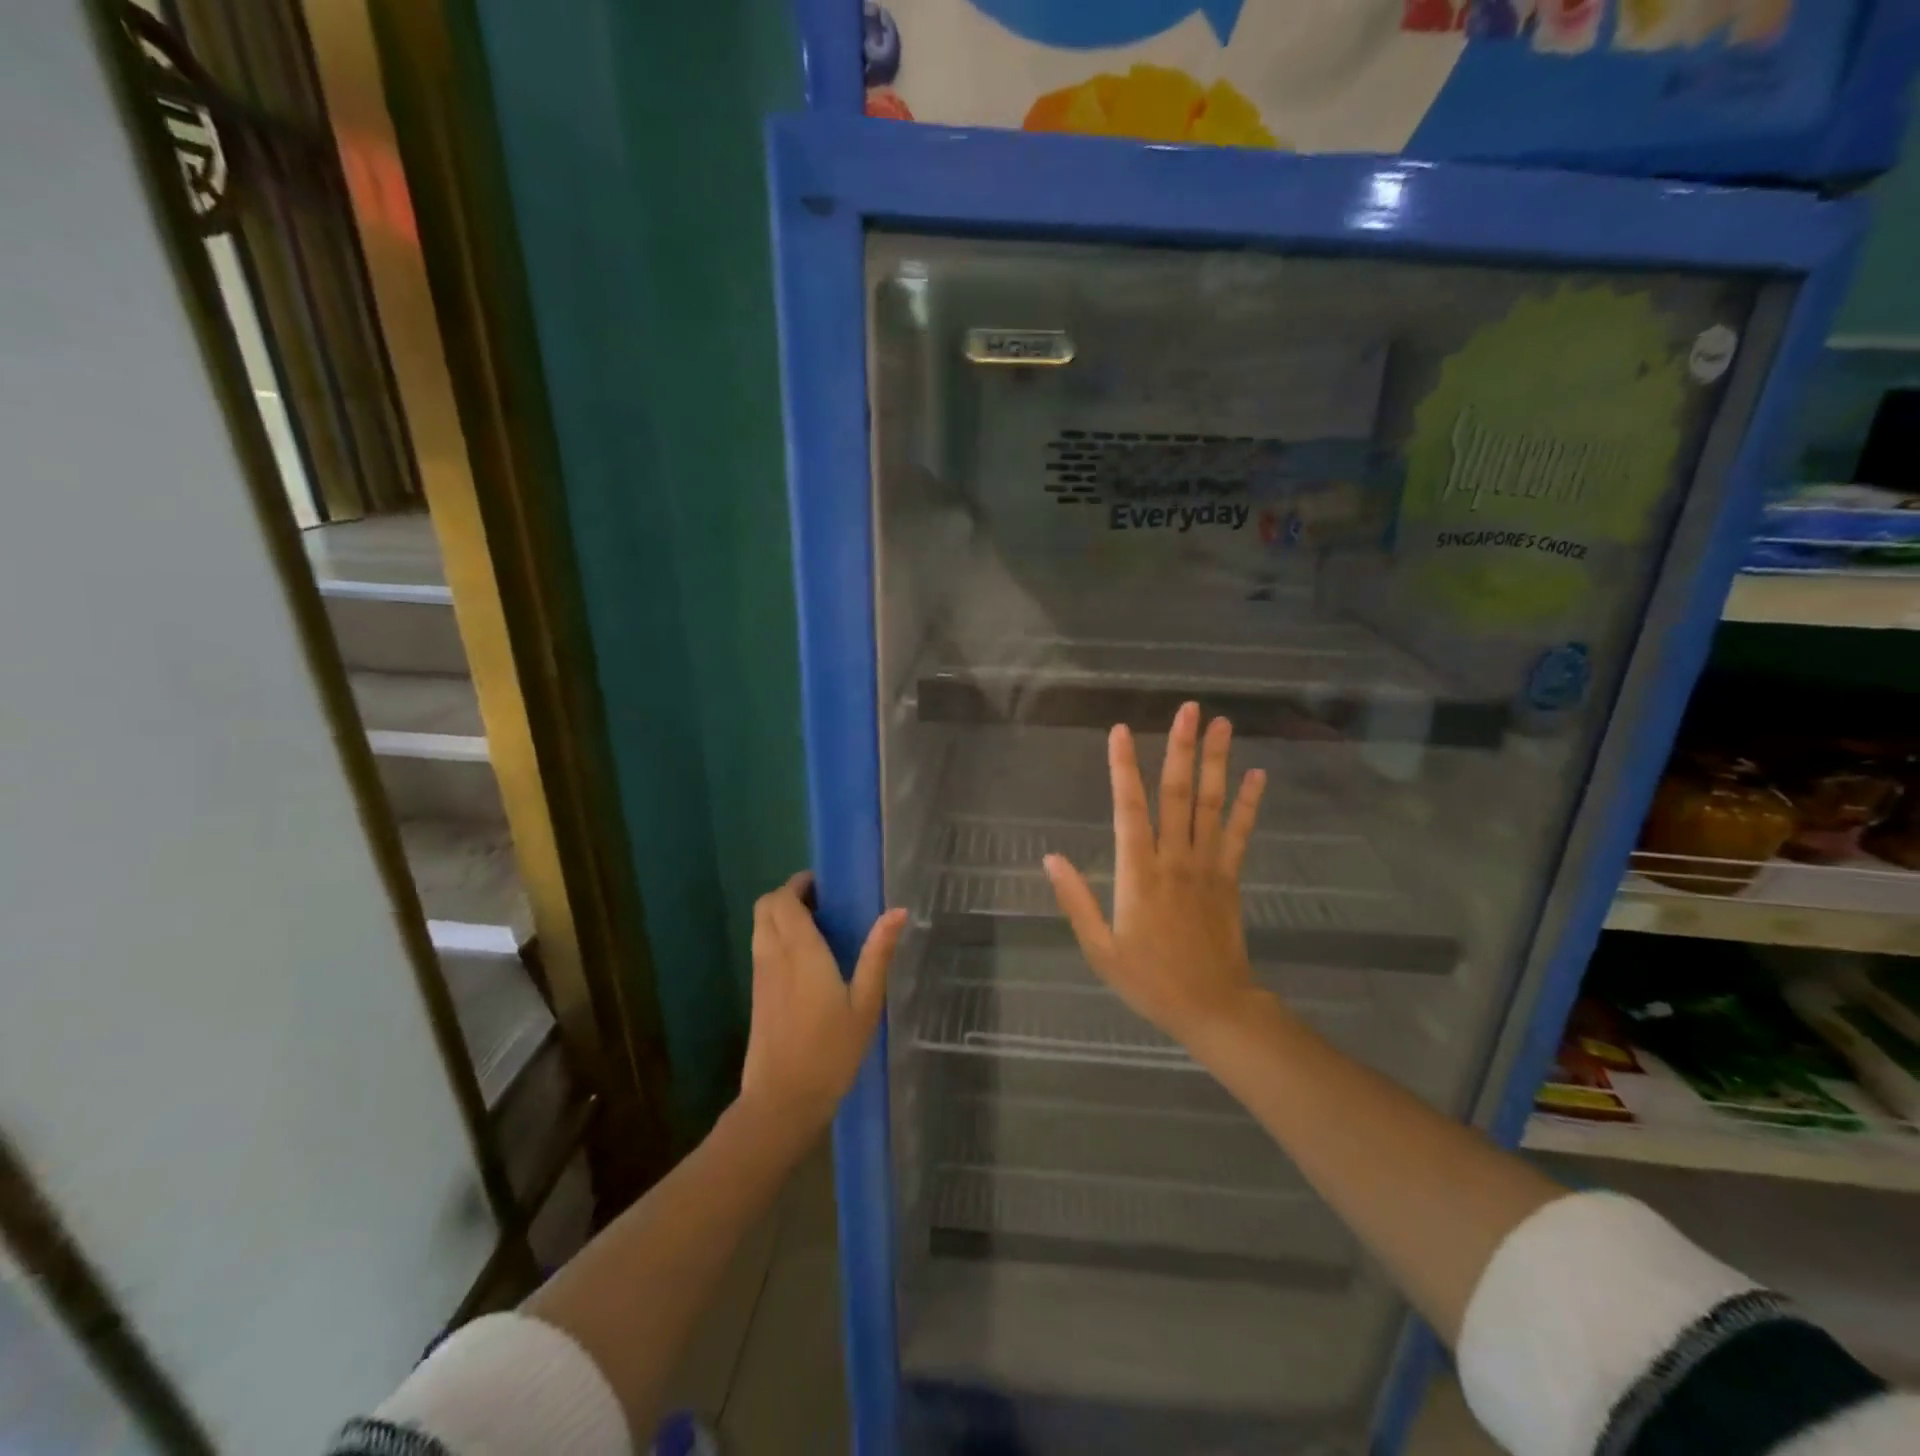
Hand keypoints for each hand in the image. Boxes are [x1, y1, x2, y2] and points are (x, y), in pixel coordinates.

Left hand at [741, 873, 905, 1133]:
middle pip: (765, 907)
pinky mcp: (757, 993)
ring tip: (818, 927)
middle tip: (823, 903)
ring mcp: (761, 975)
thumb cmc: (830, 1051)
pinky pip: (761, 947)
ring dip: (781, 916)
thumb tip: (897, 911)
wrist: (783, 1100)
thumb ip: (877, 954)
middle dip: (788, 896)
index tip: (825, 885)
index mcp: (800, 951)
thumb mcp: (865, 1004)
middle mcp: (773, 955)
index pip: (783, 900)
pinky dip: (777, 937)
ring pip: (760, 927)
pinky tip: (806, 958)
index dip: (799, 884)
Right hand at [1044, 703, 1266, 1046]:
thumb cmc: (1149, 980)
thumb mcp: (1099, 948)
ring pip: (1210, 805)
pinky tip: (1256, 775)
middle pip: (1177, 795)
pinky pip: (1239, 834)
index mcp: (1139, 874)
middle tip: (1189, 710)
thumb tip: (1051, 857)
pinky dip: (1248, 804)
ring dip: (1216, 763)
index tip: (1120, 731)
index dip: (1123, 769)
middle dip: (1181, 749)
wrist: (1213, 1008)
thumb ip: (1076, 899)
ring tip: (1221, 724)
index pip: (1129, 810)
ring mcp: (1207, 867)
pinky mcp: (1230, 878)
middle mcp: (1175, 860)